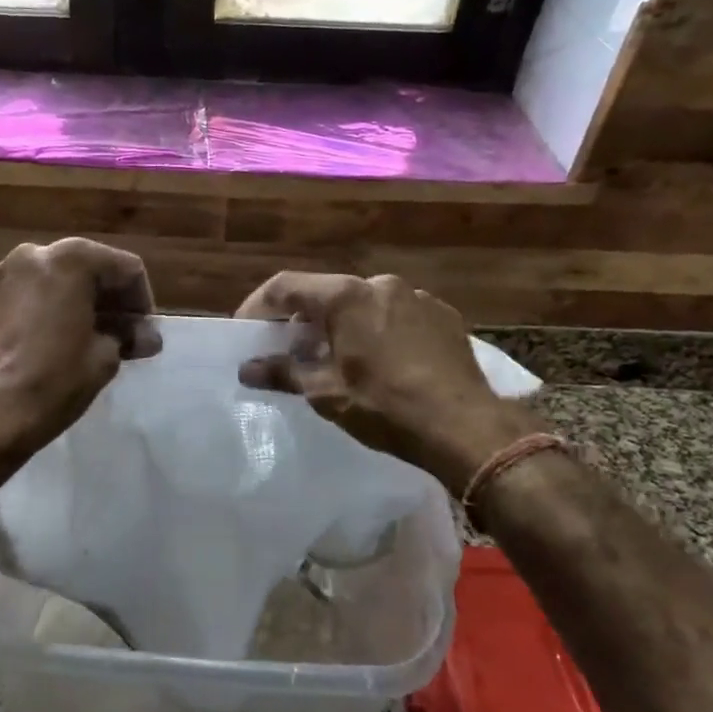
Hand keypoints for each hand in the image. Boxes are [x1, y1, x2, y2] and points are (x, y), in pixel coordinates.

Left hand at [0, 238, 159, 460]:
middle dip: (104, 299)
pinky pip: (11, 294)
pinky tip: (35, 338)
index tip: (143, 333)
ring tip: (74, 337)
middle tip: (117, 334)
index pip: (125, 268)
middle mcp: (30, 254)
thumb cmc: (53, 383)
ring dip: (66, 301)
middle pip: (82, 267)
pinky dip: (29, 308)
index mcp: (70, 260)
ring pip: (44, 278)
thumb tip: (145, 336)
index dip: (141, 301)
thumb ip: (126, 336)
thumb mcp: (104, 359)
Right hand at [235, 271, 543, 483]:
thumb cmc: (386, 407)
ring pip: (363, 304)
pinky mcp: (443, 315)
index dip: (259, 306)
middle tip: (290, 351)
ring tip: (336, 359)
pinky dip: (377, 330)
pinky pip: (396, 315)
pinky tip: (380, 363)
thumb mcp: (326, 394)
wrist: (465, 426)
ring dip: (341, 325)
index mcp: (346, 297)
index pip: (287, 286)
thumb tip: (246, 369)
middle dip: (302, 320)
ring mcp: (417, 297)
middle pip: (326, 294)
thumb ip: (283, 373)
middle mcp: (381, 285)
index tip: (247, 330)